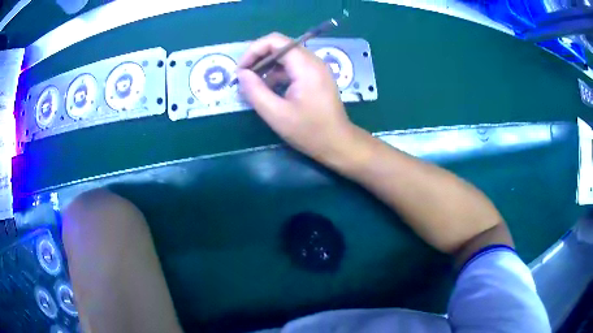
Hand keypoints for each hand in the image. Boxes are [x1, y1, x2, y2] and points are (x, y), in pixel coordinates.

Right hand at [237, 32, 355, 160]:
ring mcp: (316, 68)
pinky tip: (269, 90)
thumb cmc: (310, 131)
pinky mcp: (316, 77)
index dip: (254, 50)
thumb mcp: (277, 114)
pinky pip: (292, 67)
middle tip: (244, 77)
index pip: (275, 41)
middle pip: (280, 46)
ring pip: (285, 57)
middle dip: (258, 58)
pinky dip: (277, 74)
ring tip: (253, 85)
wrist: (338, 143)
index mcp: (305, 66)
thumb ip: (256, 91)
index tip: (241, 69)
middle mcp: (312, 61)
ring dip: (267, 67)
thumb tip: (241, 74)